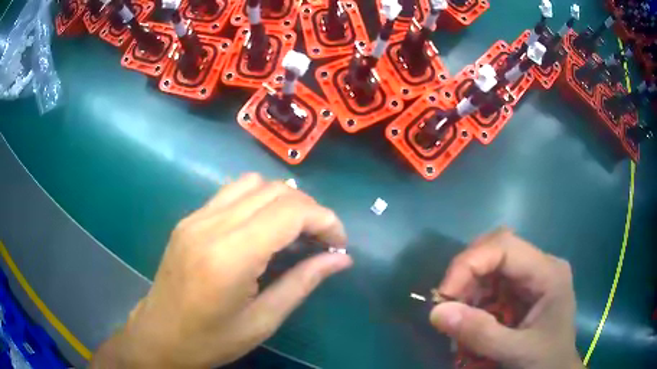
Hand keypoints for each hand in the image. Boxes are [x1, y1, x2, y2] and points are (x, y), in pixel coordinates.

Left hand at [91, 173, 352, 367]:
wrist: (159, 335)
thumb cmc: (210, 339)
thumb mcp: (263, 321)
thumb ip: (303, 283)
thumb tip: (341, 259)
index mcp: (231, 256)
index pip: (291, 211)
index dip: (325, 220)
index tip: (339, 244)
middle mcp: (211, 225)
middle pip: (275, 191)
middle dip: (309, 210)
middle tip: (320, 241)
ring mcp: (196, 217)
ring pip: (253, 183)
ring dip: (283, 201)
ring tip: (293, 233)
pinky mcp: (189, 219)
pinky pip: (232, 193)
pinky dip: (258, 201)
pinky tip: (262, 229)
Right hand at [430, 228, 582, 368]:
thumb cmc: (546, 360)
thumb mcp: (517, 351)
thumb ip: (481, 334)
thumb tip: (436, 312)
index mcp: (548, 273)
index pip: (505, 246)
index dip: (470, 263)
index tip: (444, 294)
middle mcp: (540, 266)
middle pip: (496, 249)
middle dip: (467, 273)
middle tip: (447, 303)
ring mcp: (531, 277)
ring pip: (490, 264)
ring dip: (468, 288)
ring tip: (457, 316)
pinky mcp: (521, 290)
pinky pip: (491, 284)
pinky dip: (473, 299)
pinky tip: (469, 319)